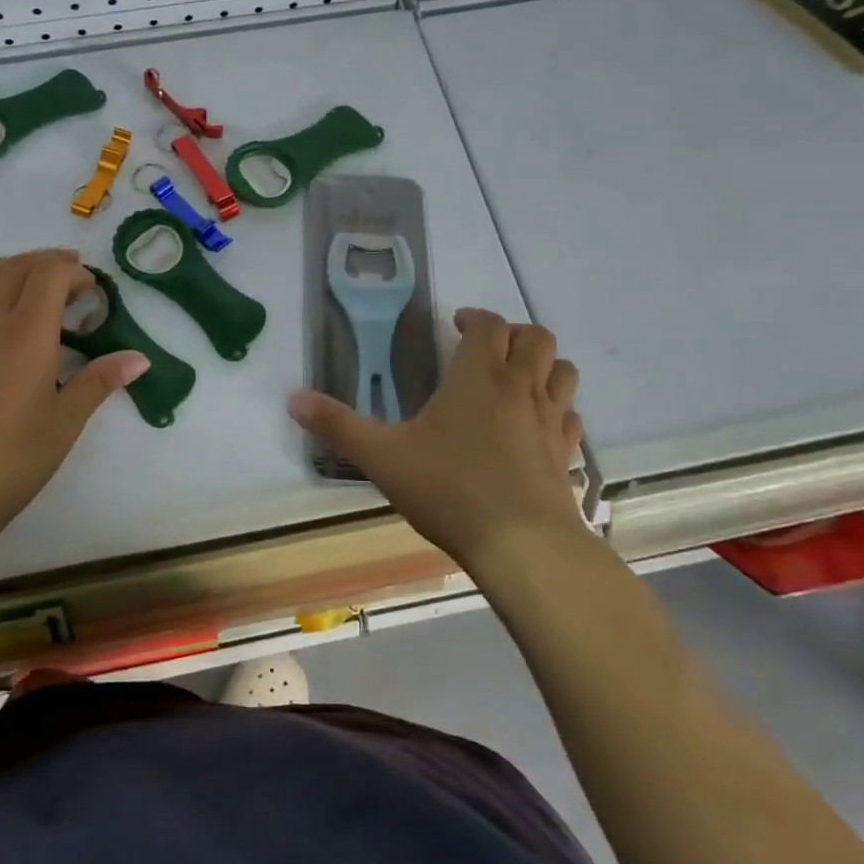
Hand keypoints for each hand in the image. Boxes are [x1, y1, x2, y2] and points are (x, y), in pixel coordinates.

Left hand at [0, 250, 147, 549]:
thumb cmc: (14, 458)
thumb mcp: (66, 421)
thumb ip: (100, 381)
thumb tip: (140, 358)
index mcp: (27, 333)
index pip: (50, 275)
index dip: (74, 272)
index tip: (92, 291)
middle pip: (18, 268)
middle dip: (48, 263)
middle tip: (71, 277)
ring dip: (15, 266)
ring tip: (35, 278)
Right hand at [288, 310, 585, 572]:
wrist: (523, 546)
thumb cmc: (449, 489)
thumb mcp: (382, 457)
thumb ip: (337, 426)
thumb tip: (293, 398)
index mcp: (477, 377)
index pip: (488, 325)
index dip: (474, 317)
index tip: (455, 324)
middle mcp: (520, 389)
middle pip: (535, 338)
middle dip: (513, 334)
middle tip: (486, 347)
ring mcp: (550, 421)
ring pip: (562, 371)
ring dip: (543, 364)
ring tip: (517, 377)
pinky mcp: (566, 454)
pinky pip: (570, 416)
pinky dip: (558, 408)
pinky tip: (538, 425)